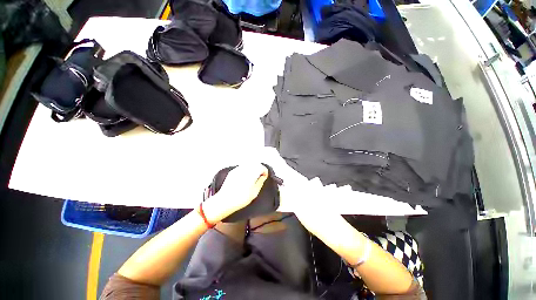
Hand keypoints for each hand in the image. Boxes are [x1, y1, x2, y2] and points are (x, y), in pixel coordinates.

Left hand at [203, 164, 268, 222]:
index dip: (265, 171)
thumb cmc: (240, 198)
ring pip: (249, 164)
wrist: (224, 201)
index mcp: (251, 173)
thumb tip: (263, 177)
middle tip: (261, 175)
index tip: (265, 176)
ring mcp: (237, 169)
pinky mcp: (233, 171)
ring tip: (254, 176)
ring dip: (253, 168)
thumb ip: (260, 182)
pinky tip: (246, 176)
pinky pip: (242, 166)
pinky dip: (247, 169)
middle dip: (259, 168)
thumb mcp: (254, 192)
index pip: (261, 167)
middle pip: (255, 163)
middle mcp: (244, 169)